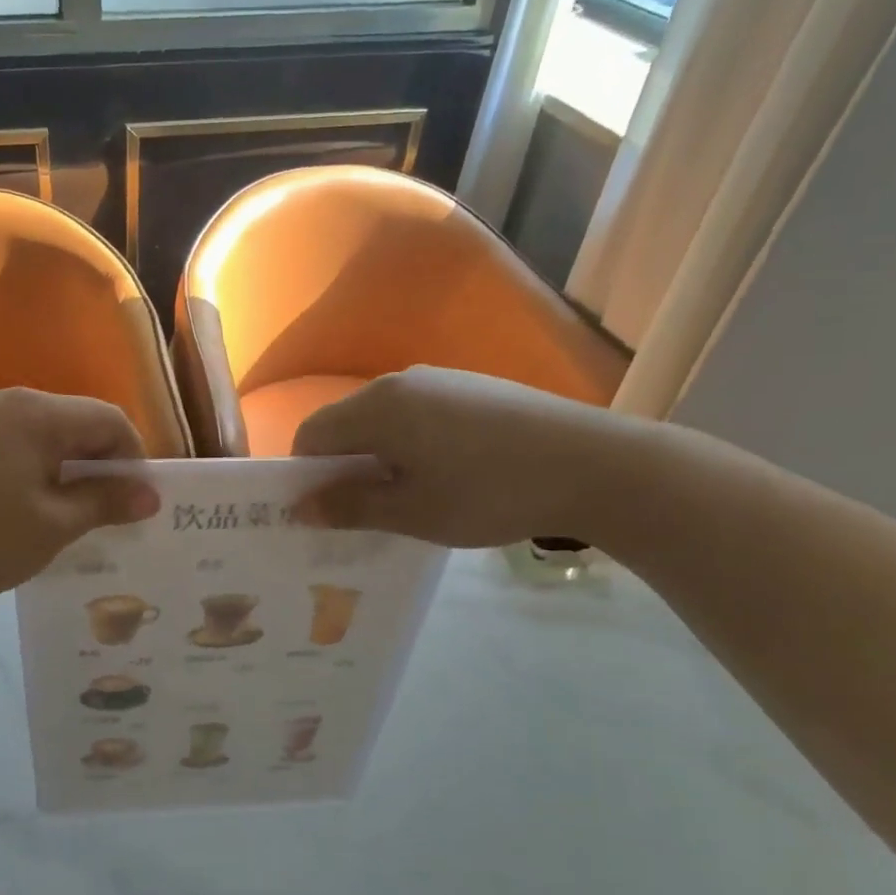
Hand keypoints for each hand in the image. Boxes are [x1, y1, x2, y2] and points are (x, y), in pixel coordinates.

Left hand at [0, 388, 160, 611]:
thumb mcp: (53, 527)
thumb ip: (105, 503)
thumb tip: (150, 495)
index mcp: (37, 413)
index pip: (110, 420)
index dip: (134, 460)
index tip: (136, 504)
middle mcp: (11, 400)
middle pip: (79, 422)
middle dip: (102, 464)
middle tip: (110, 513)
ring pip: (48, 433)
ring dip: (70, 467)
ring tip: (73, 513)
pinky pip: (18, 442)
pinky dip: (39, 467)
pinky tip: (32, 505)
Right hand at [291, 366, 635, 548]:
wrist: (595, 465)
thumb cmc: (488, 493)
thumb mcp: (413, 512)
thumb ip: (351, 507)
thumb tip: (300, 507)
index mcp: (377, 407)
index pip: (312, 434)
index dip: (306, 475)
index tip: (323, 512)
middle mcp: (402, 382)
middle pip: (347, 424)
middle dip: (343, 467)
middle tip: (363, 513)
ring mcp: (441, 380)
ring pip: (384, 420)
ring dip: (378, 457)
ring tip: (408, 498)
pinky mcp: (473, 388)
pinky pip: (419, 415)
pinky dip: (411, 444)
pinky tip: (447, 475)